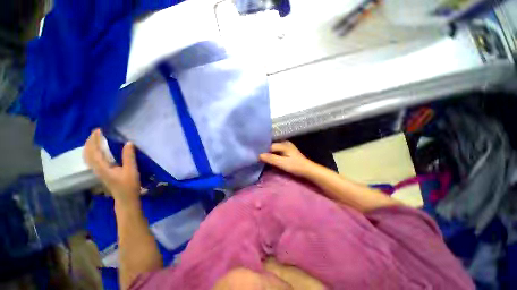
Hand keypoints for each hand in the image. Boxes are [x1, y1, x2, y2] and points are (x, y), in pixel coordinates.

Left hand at [83, 129, 140, 206]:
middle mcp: (97, 168)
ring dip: (89, 146)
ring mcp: (98, 171)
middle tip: (96, 132)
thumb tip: (128, 143)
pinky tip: (96, 151)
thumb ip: (129, 157)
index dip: (95, 140)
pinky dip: (91, 152)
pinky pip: (92, 160)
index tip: (98, 130)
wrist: (125, 198)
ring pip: (88, 157)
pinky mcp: (101, 173)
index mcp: (103, 167)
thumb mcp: (131, 170)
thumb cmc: (129, 185)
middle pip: (88, 153)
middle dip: (90, 141)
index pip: (95, 151)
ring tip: (94, 139)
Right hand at [260, 141, 316, 176]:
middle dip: (265, 152)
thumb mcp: (282, 163)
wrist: (308, 170)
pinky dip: (273, 155)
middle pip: (272, 147)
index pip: (269, 146)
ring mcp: (287, 147)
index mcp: (284, 144)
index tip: (257, 156)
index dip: (263, 151)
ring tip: (263, 159)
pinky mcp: (288, 152)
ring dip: (269, 154)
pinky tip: (271, 159)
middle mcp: (285, 143)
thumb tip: (259, 155)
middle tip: (258, 158)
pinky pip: (278, 152)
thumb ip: (271, 158)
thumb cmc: (295, 166)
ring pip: (274, 149)